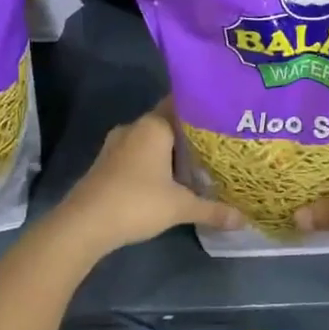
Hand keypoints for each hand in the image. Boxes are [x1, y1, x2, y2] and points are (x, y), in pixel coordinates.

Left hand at [46, 99, 240, 259]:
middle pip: (169, 123)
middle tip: (219, 144)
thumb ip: (213, 209)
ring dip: (171, 150)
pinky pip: (138, 154)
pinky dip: (154, 162)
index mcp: (154, 125)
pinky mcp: (107, 163)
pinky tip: (169, 178)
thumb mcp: (180, 207)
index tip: (225, 118)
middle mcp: (135, 127)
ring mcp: (117, 145)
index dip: (204, 111)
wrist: (84, 224)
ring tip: (199, 162)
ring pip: (152, 140)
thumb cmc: (136, 202)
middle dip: (191, 134)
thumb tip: (244, 219)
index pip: (183, 105)